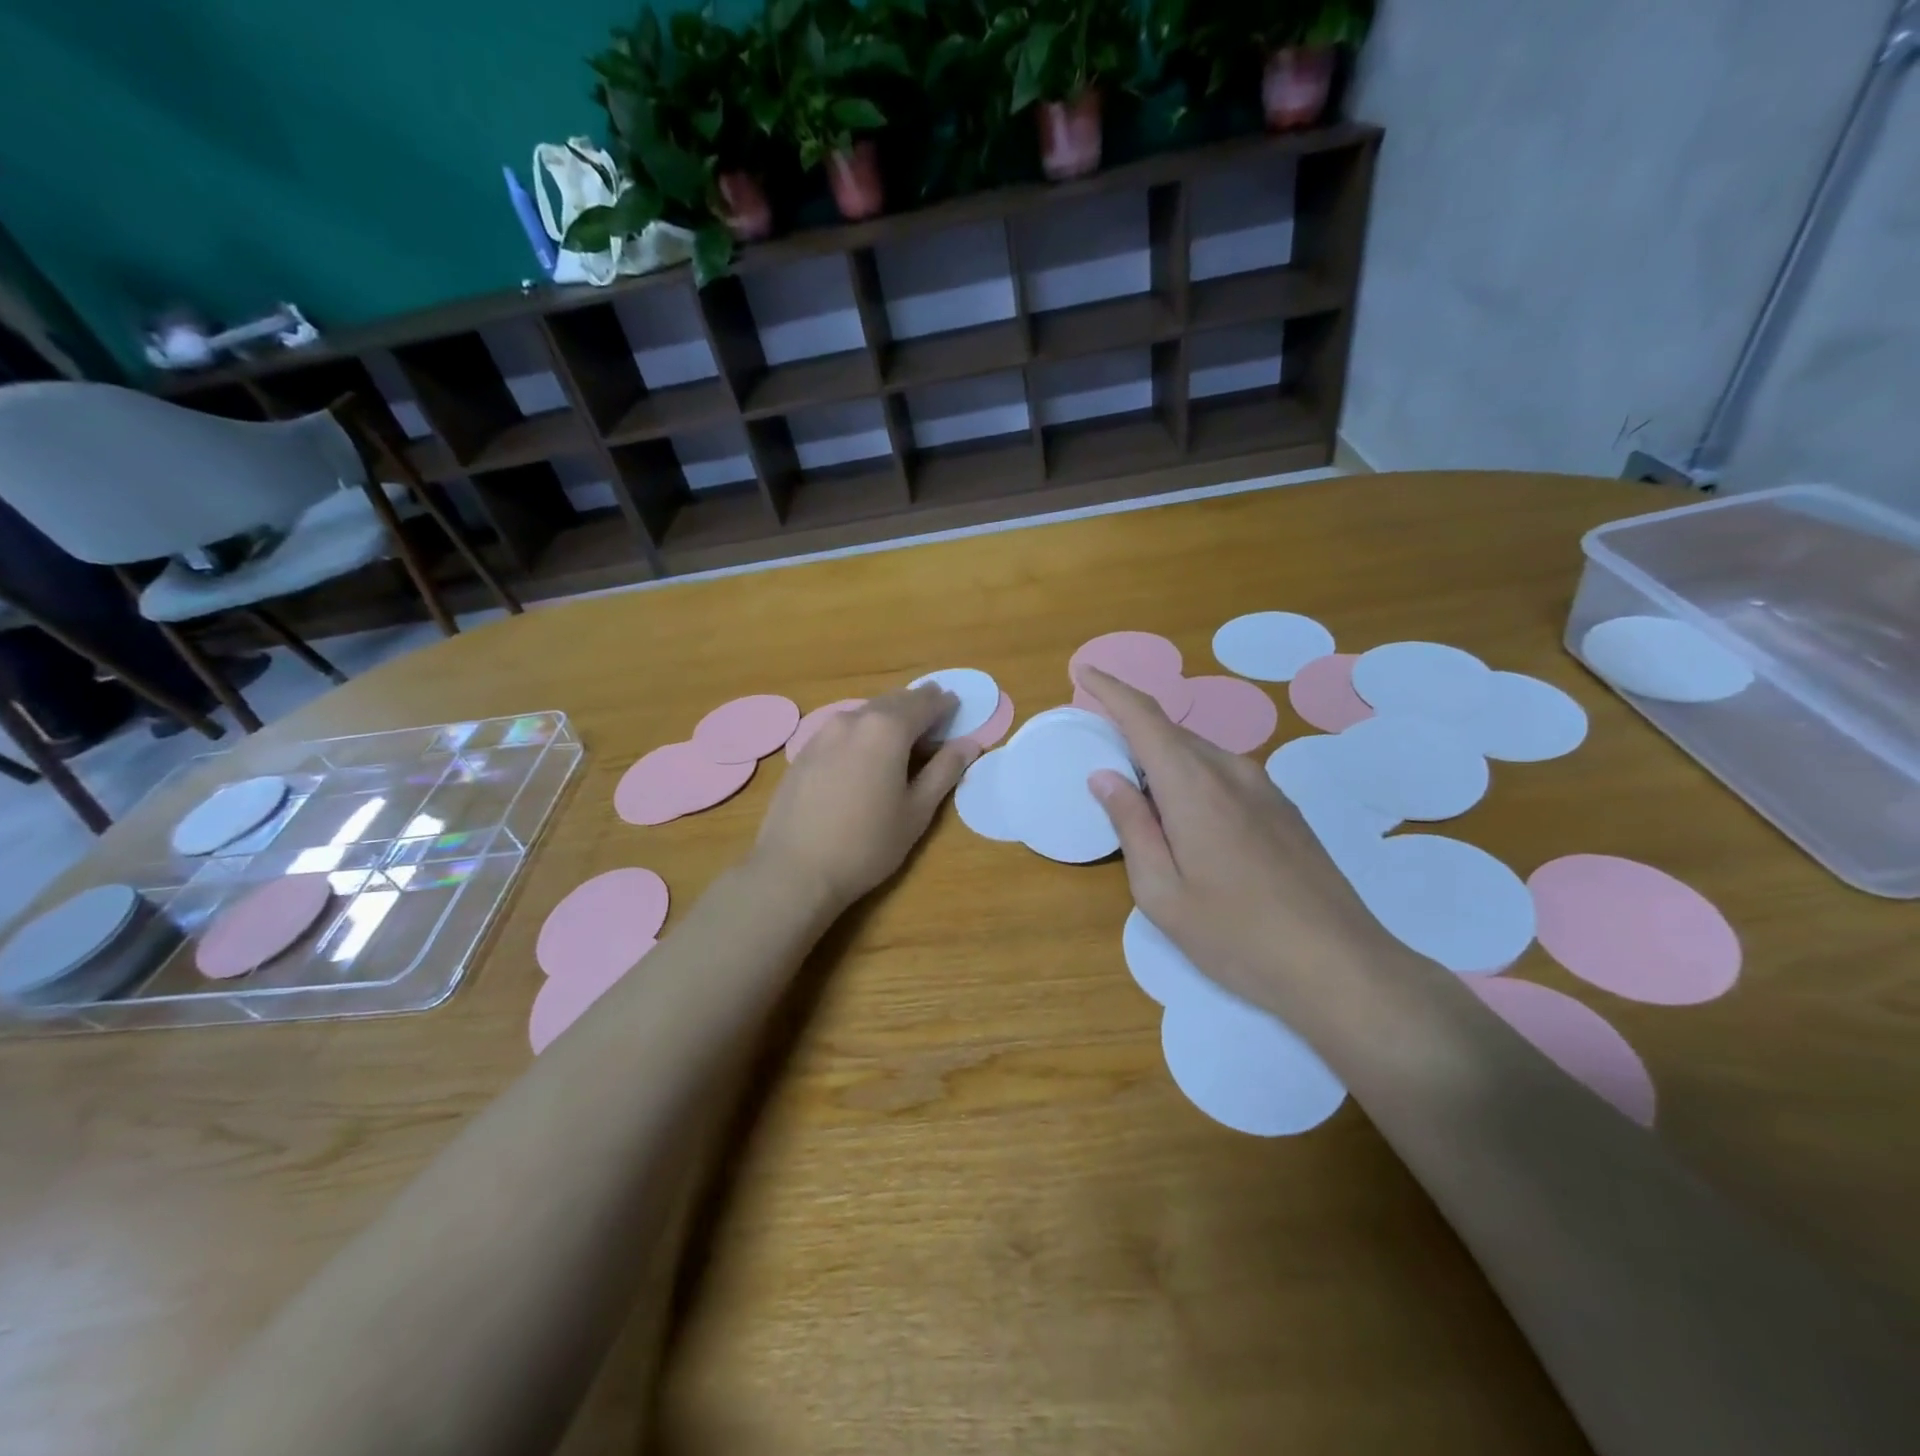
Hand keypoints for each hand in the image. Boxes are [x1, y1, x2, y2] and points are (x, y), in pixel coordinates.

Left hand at [751, 685, 978, 911]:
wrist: (794, 869)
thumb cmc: (867, 844)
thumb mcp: (917, 811)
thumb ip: (944, 771)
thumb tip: (969, 744)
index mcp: (887, 729)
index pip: (924, 703)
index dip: (943, 704)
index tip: (956, 705)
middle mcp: (853, 719)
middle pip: (892, 701)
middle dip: (916, 705)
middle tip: (934, 715)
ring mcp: (822, 733)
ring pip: (864, 713)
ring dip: (887, 716)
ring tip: (903, 734)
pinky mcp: (803, 752)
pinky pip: (842, 729)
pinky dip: (862, 731)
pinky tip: (865, 753)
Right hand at [1076, 666, 1398, 1017]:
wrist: (1341, 967)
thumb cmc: (1236, 936)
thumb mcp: (1162, 893)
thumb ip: (1132, 826)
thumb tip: (1106, 777)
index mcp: (1194, 786)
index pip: (1144, 717)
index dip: (1110, 688)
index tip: (1083, 670)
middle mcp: (1231, 771)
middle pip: (1171, 734)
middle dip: (1131, 734)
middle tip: (1101, 763)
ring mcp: (1265, 788)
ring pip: (1200, 754)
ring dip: (1163, 763)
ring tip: (1143, 803)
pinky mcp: (1284, 809)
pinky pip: (1225, 774)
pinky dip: (1192, 779)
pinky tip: (1190, 823)